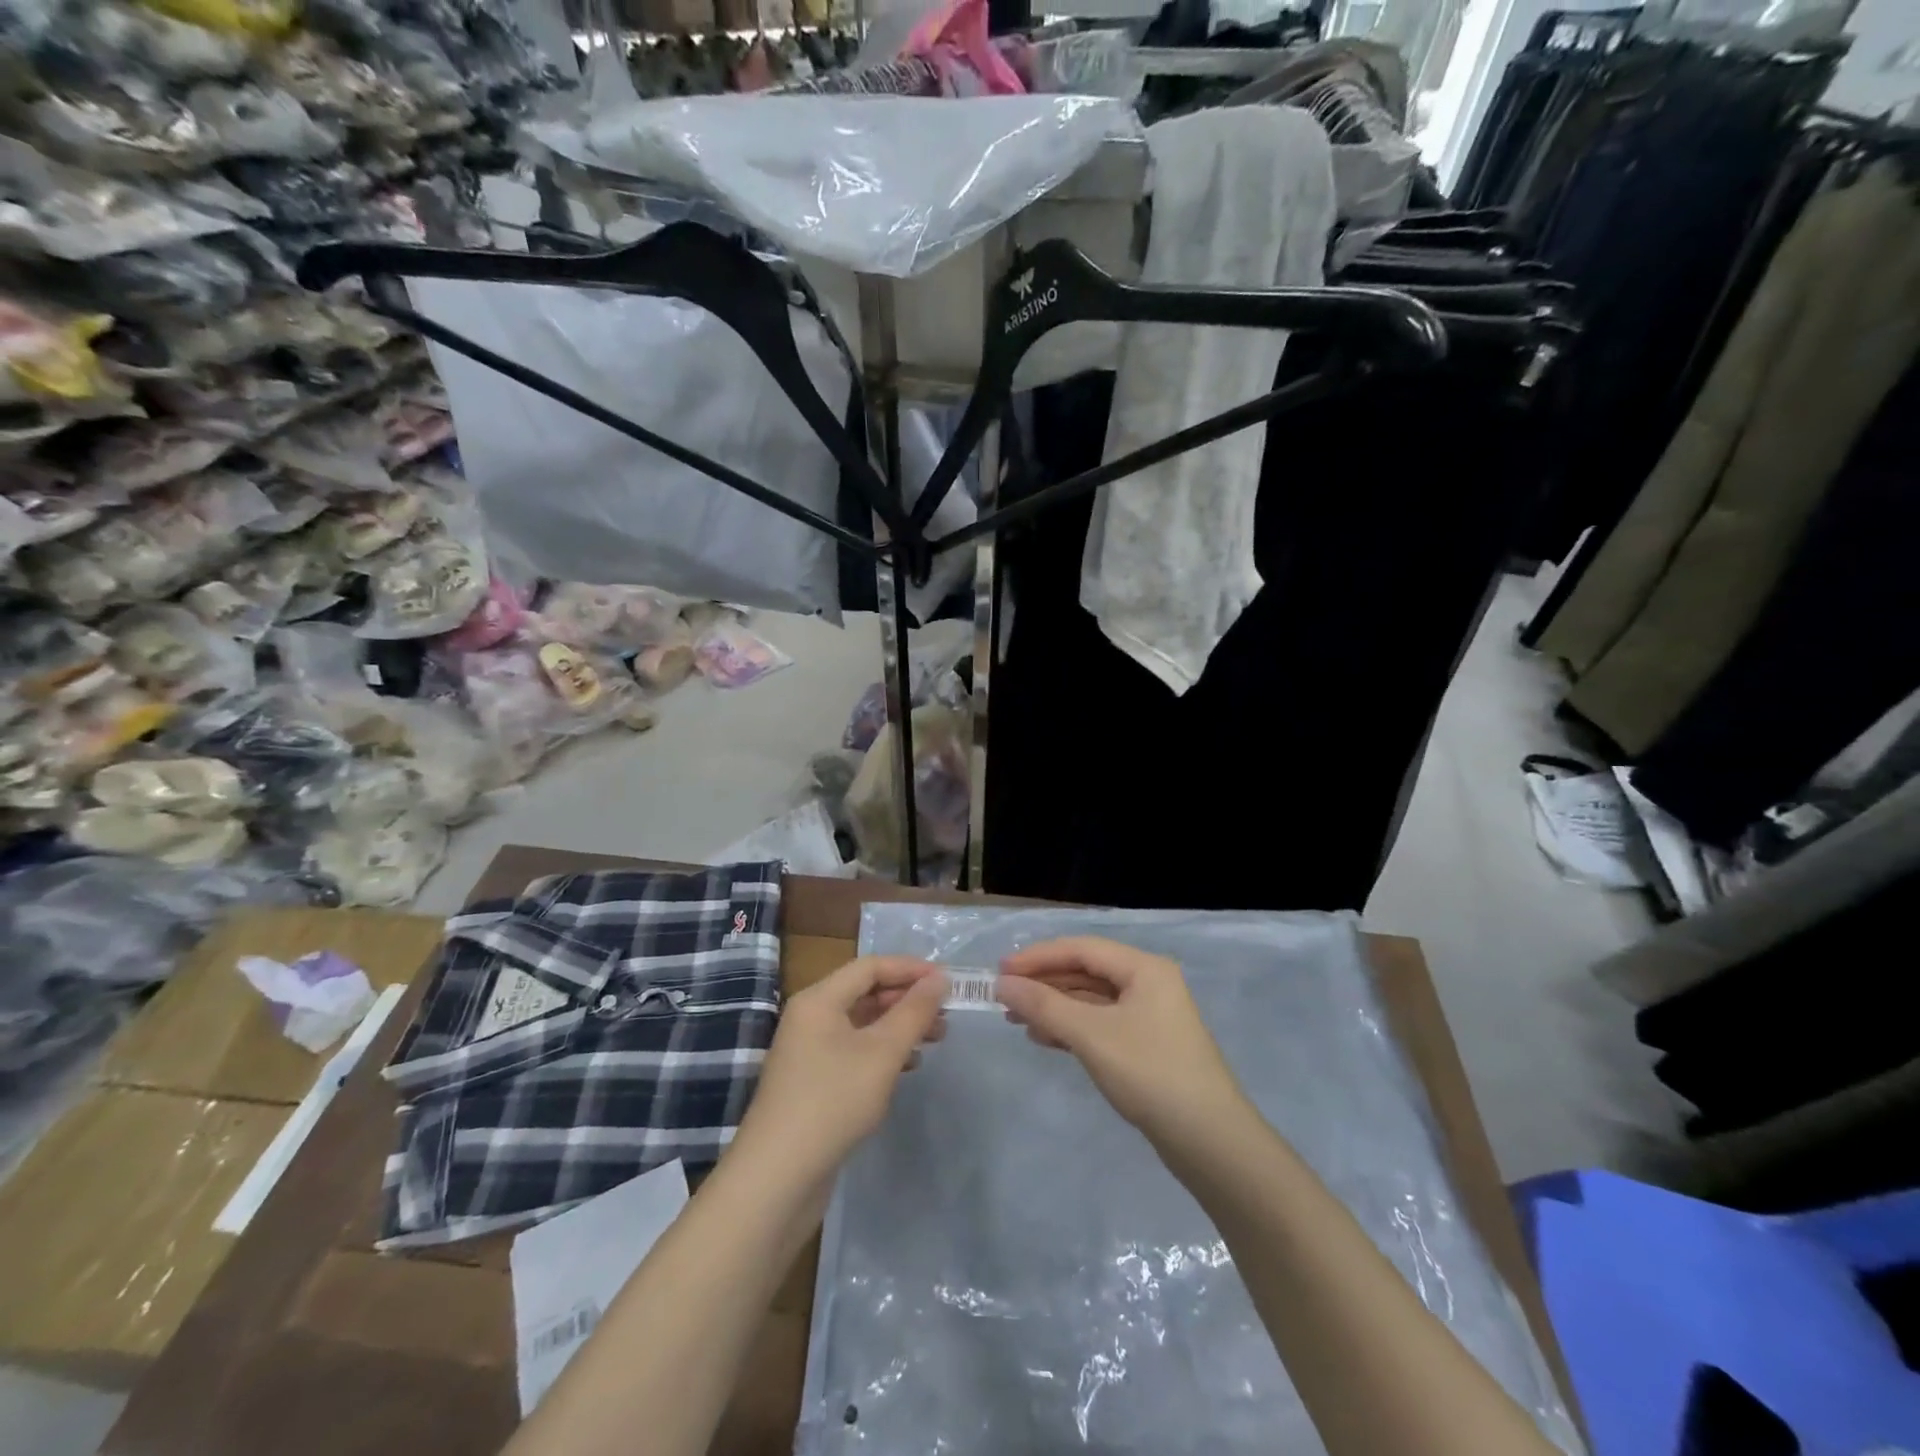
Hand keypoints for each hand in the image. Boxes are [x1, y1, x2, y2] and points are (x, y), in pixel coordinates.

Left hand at [735, 957, 947, 1180]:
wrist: (778, 1178)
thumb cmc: (833, 1101)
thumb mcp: (882, 1052)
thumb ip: (914, 1012)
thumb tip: (939, 978)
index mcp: (819, 1000)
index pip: (870, 967)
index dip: (910, 969)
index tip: (947, 982)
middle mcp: (810, 1018)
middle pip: (865, 993)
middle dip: (907, 1000)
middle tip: (945, 1015)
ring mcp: (808, 1052)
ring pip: (862, 1025)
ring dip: (899, 1027)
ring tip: (936, 1039)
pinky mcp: (812, 1083)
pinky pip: (854, 1051)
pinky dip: (883, 1052)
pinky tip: (907, 1067)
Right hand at [996, 937, 1249, 1145]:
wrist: (1211, 1142)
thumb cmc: (1150, 1074)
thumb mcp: (1091, 1035)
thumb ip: (1045, 1006)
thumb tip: (1003, 984)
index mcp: (1143, 968)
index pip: (1081, 948)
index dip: (1038, 957)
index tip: (1000, 971)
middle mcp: (1149, 983)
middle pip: (1086, 971)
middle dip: (1044, 982)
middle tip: (1003, 997)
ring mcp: (1150, 1015)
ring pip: (1091, 999)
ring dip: (1054, 1006)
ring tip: (1016, 1019)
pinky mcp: (1147, 1045)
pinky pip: (1101, 1023)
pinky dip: (1072, 1027)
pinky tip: (1045, 1038)